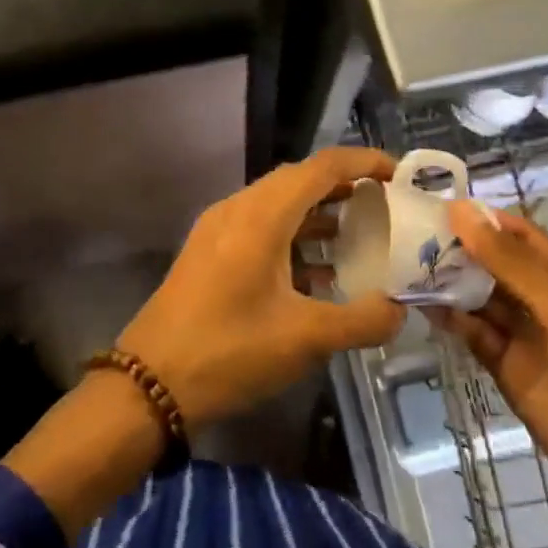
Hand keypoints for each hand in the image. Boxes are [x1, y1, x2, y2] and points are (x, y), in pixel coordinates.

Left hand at [115, 147, 406, 429]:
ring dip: (318, 214)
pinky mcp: (207, 255)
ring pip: (277, 206)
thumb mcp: (305, 339)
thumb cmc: (229, 352)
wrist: (147, 385)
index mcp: (261, 216)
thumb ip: (362, 320)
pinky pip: (260, 229)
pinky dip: (293, 238)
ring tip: (360, 235)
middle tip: (384, 205)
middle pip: (299, 180)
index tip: (399, 174)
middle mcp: (237, 210)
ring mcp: (217, 231)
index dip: (363, 162)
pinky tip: (316, 274)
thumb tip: (399, 311)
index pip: (321, 167)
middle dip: (344, 187)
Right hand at [431, 200, 547, 545]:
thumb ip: (511, 263)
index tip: (434, 206)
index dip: (481, 219)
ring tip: (404, 265)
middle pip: (494, 265)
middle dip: (457, 250)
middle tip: (407, 235)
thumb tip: (462, 211)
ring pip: (479, 299)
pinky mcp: (507, 370)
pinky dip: (451, 321)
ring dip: (449, 284)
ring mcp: (524, 337)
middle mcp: (543, 301)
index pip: (518, 234)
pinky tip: (421, 306)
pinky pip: (475, 335)